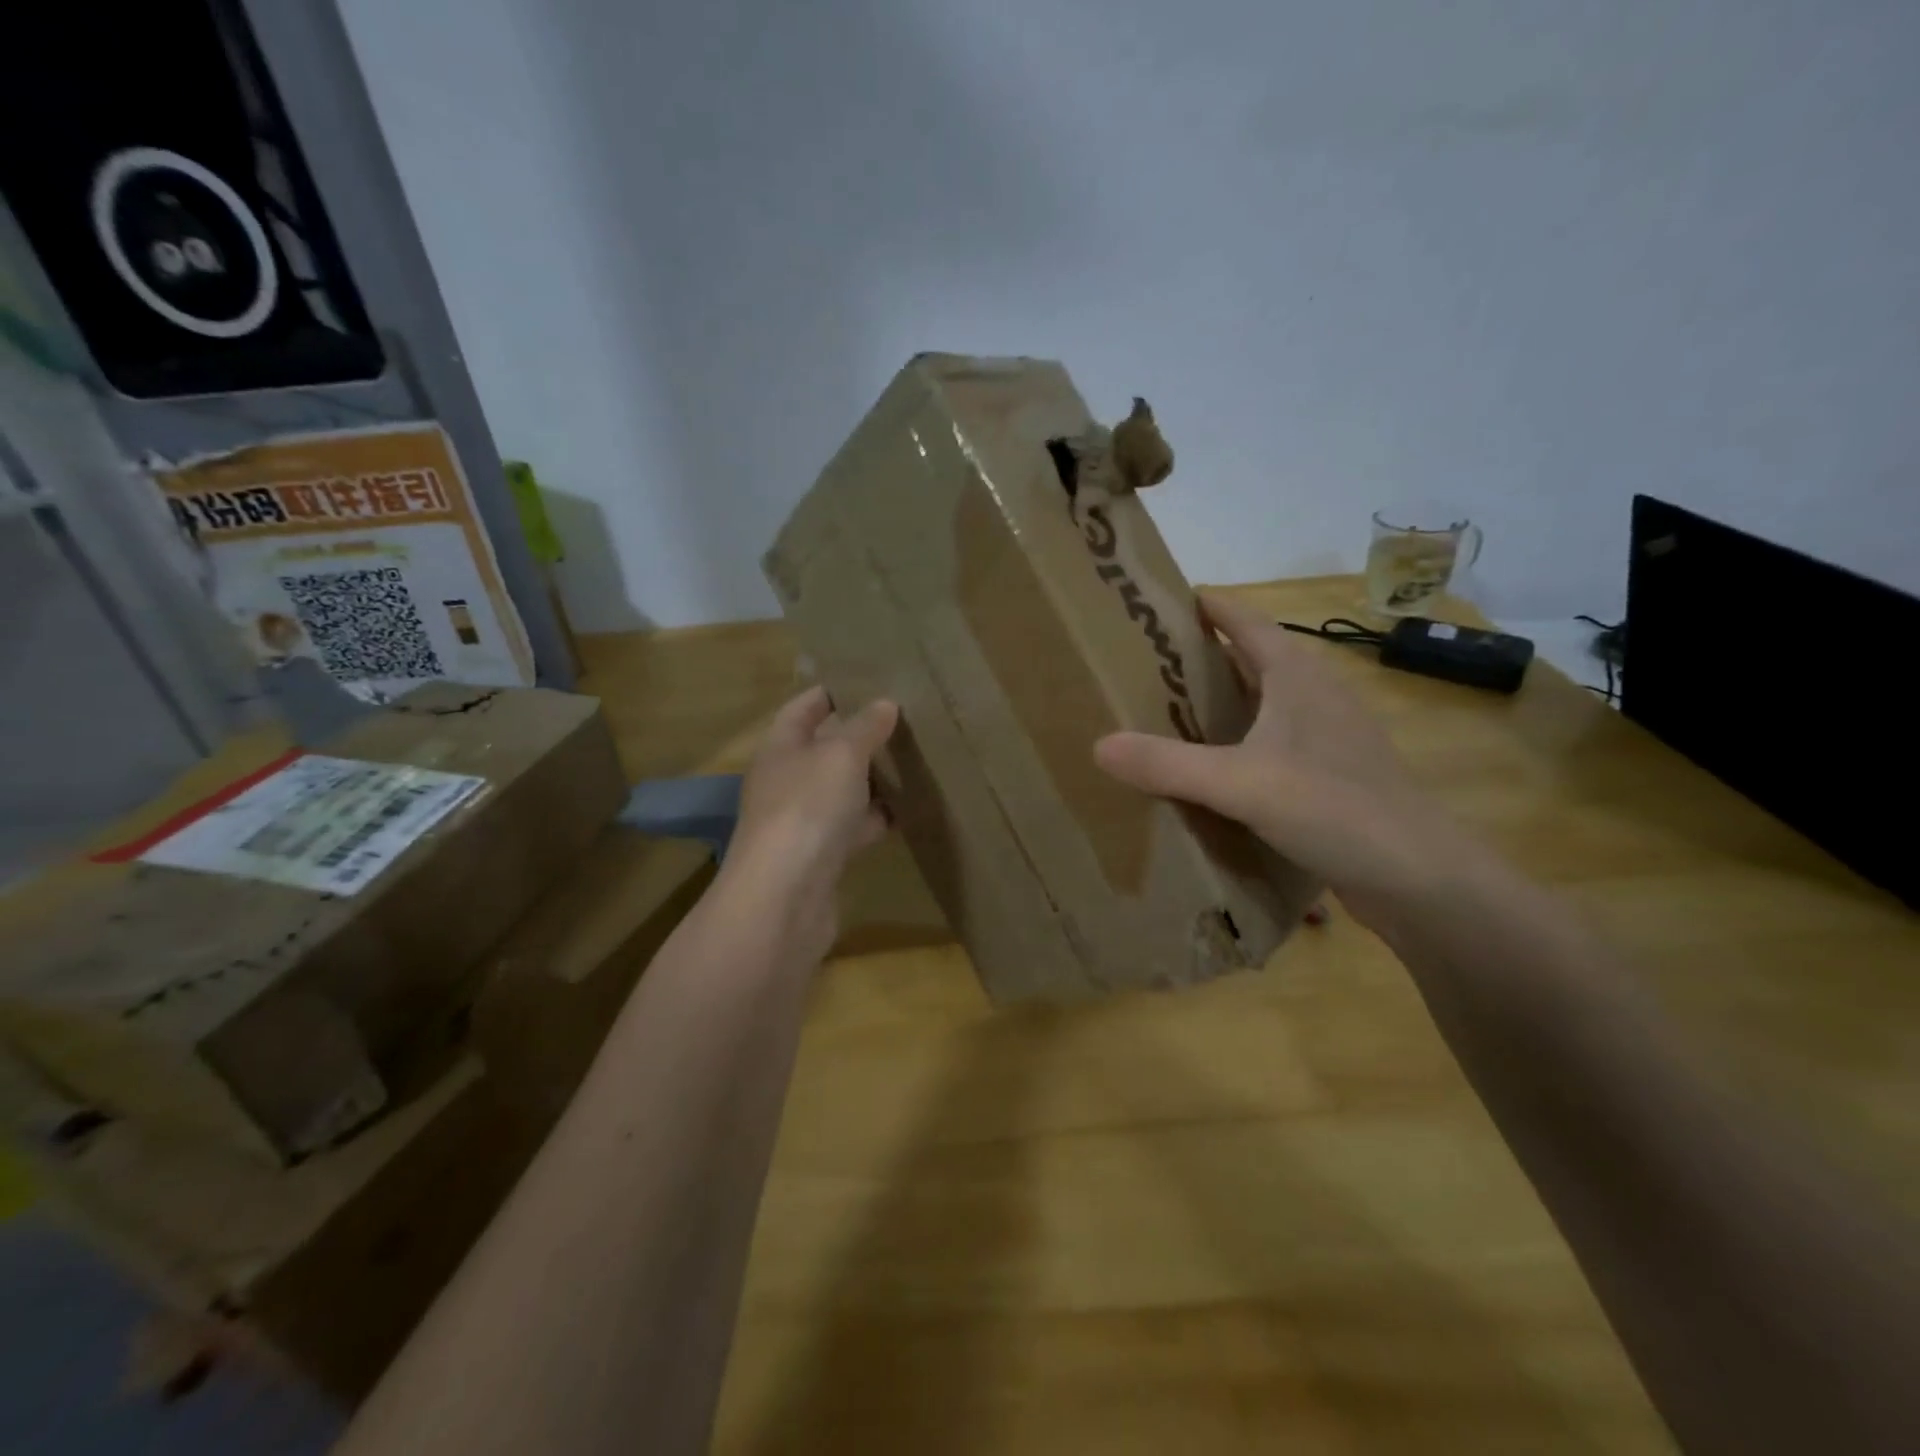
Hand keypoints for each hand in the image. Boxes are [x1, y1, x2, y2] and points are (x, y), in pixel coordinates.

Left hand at [722, 687, 898, 956]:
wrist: (785, 897)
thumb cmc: (808, 808)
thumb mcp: (841, 755)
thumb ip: (865, 727)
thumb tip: (885, 704)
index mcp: (781, 747)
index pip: (804, 707)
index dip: (833, 691)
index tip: (870, 679)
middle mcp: (788, 780)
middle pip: (826, 749)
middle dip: (862, 736)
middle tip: (907, 719)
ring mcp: (805, 820)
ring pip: (844, 790)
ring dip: (874, 779)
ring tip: (916, 759)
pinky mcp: (824, 855)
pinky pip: (856, 827)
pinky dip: (879, 818)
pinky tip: (912, 810)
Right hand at [1094, 591, 1466, 920]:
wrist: (1422, 880)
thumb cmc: (1335, 809)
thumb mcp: (1241, 783)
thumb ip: (1169, 764)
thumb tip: (1098, 745)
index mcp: (1298, 678)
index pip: (1248, 623)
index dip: (1211, 606)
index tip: (1167, 599)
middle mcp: (1316, 698)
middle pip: (1257, 659)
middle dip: (1209, 653)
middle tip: (1153, 659)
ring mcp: (1330, 739)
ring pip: (1268, 703)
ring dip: (1227, 699)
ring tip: (1174, 709)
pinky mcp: (1334, 777)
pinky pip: (1276, 743)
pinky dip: (1243, 742)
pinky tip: (1218, 768)